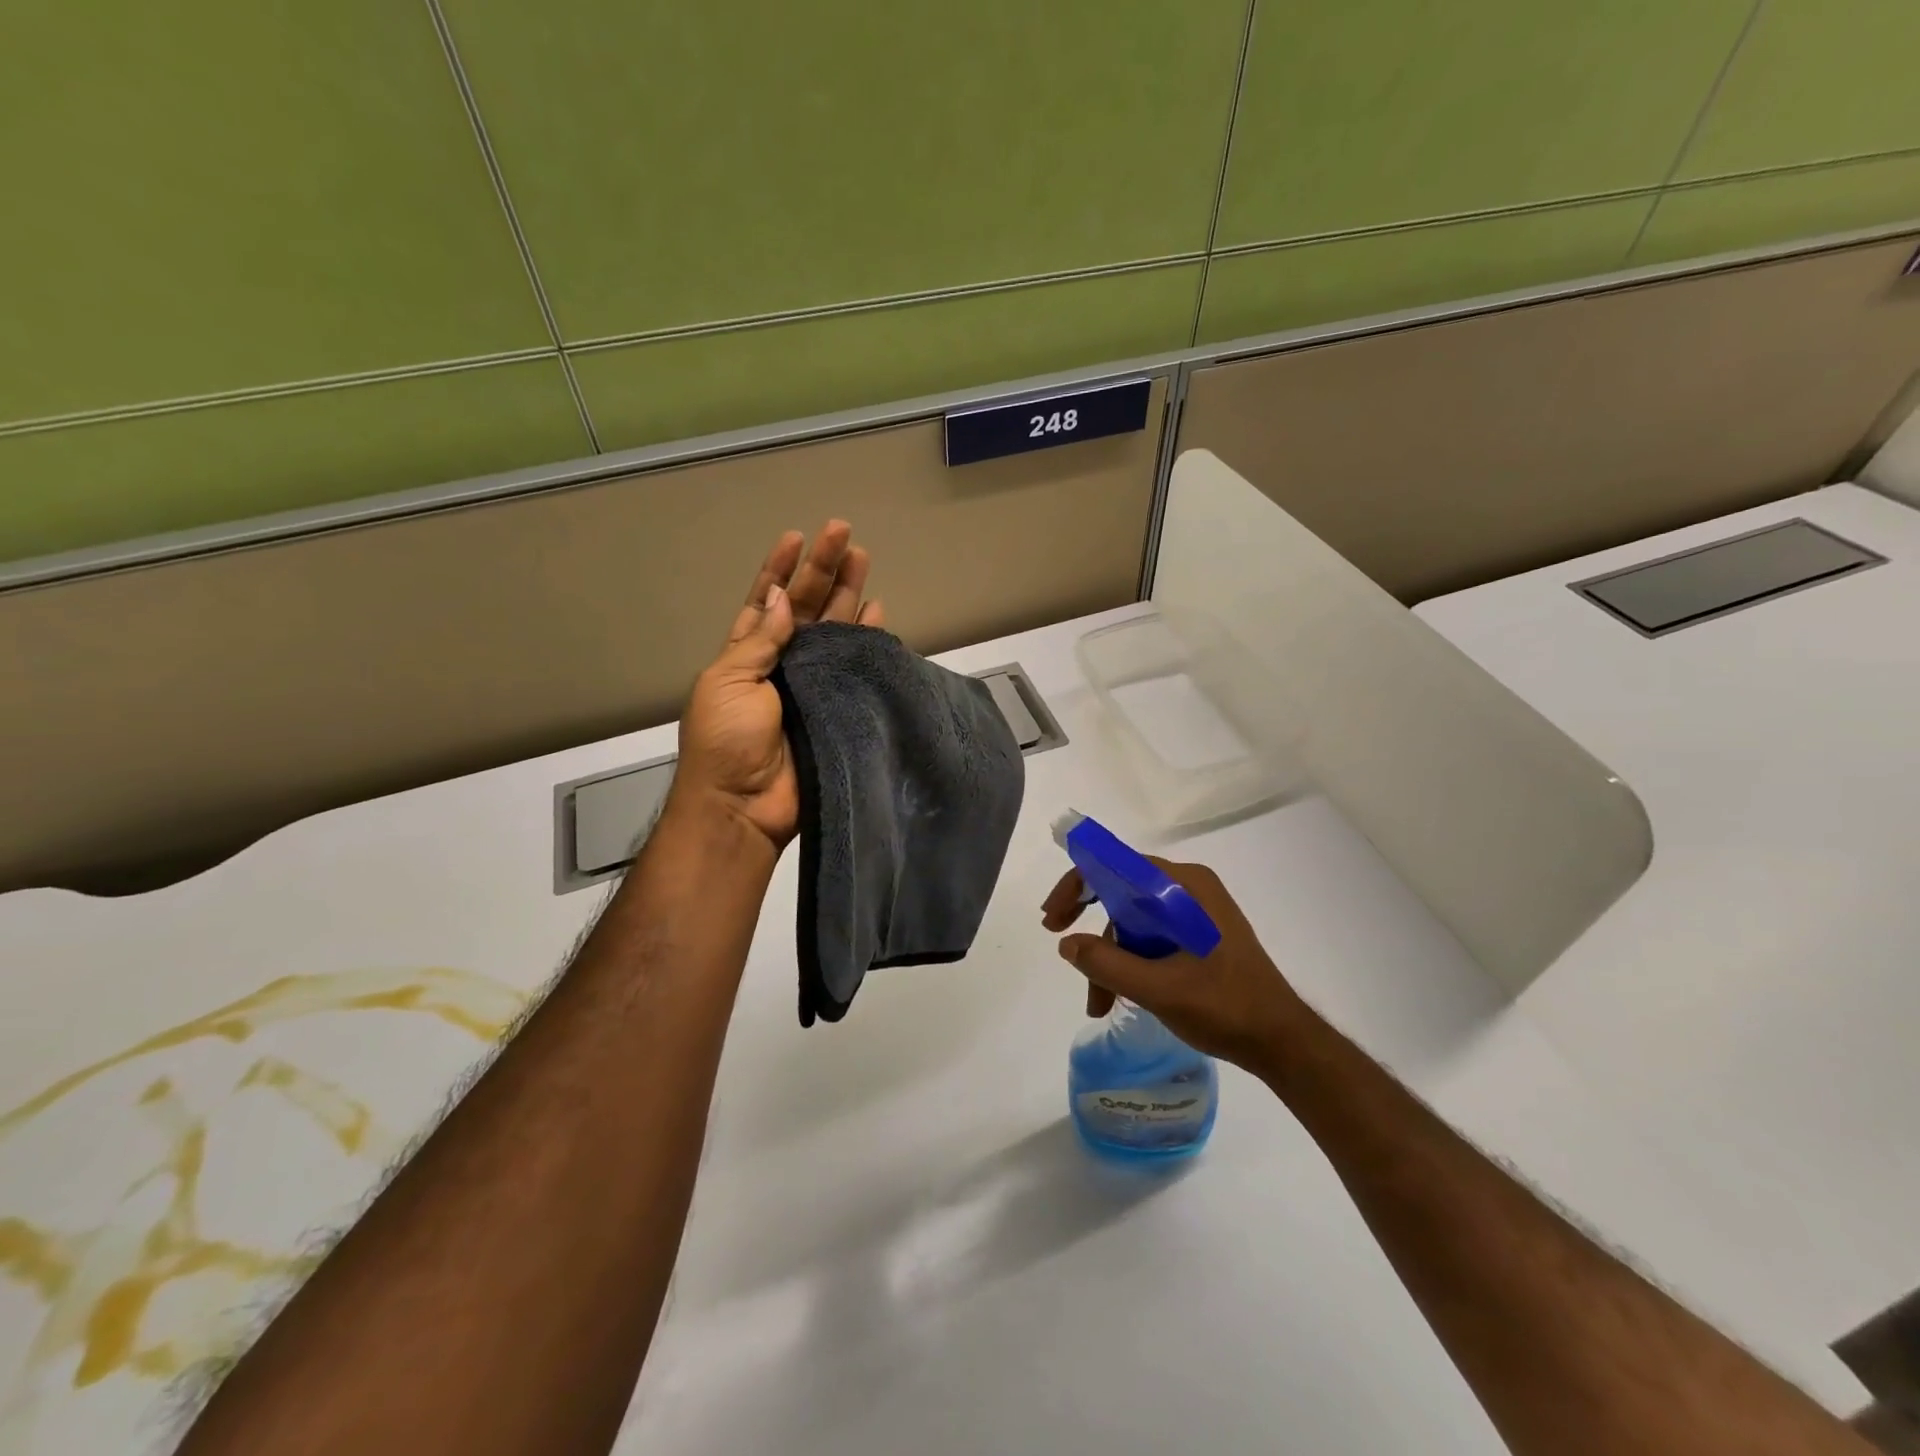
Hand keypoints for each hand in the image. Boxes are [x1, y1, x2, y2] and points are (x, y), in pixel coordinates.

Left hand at [672, 521, 883, 847]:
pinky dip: (866, 642)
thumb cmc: (725, 741)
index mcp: (746, 653)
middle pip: (807, 607)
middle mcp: (782, 663)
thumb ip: (759, 641)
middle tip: (844, 533)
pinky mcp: (838, 707)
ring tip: (865, 559)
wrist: (745, 806)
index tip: (797, 536)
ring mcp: (812, 685)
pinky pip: (855, 668)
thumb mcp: (728, 682)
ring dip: (848, 595)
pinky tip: (878, 614)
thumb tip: (783, 598)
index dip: (780, 568)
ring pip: (834, 631)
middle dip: (823, 570)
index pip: (766, 599)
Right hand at [1042, 858, 1308, 1076]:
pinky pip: (1151, 937)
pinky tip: (1121, 997)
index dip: (1077, 885)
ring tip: (1098, 1005)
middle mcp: (1188, 889)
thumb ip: (1108, 964)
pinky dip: (1131, 963)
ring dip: (1110, 958)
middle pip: (1122, 893)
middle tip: (1063, 949)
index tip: (1053, 919)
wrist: (1283, 1042)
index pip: (1117, 866)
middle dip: (1092, 930)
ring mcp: (1195, 913)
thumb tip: (1067, 945)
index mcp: (1183, 886)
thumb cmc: (1226, 1007)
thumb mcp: (1160, 989)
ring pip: (1134, 922)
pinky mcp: (1198, 936)